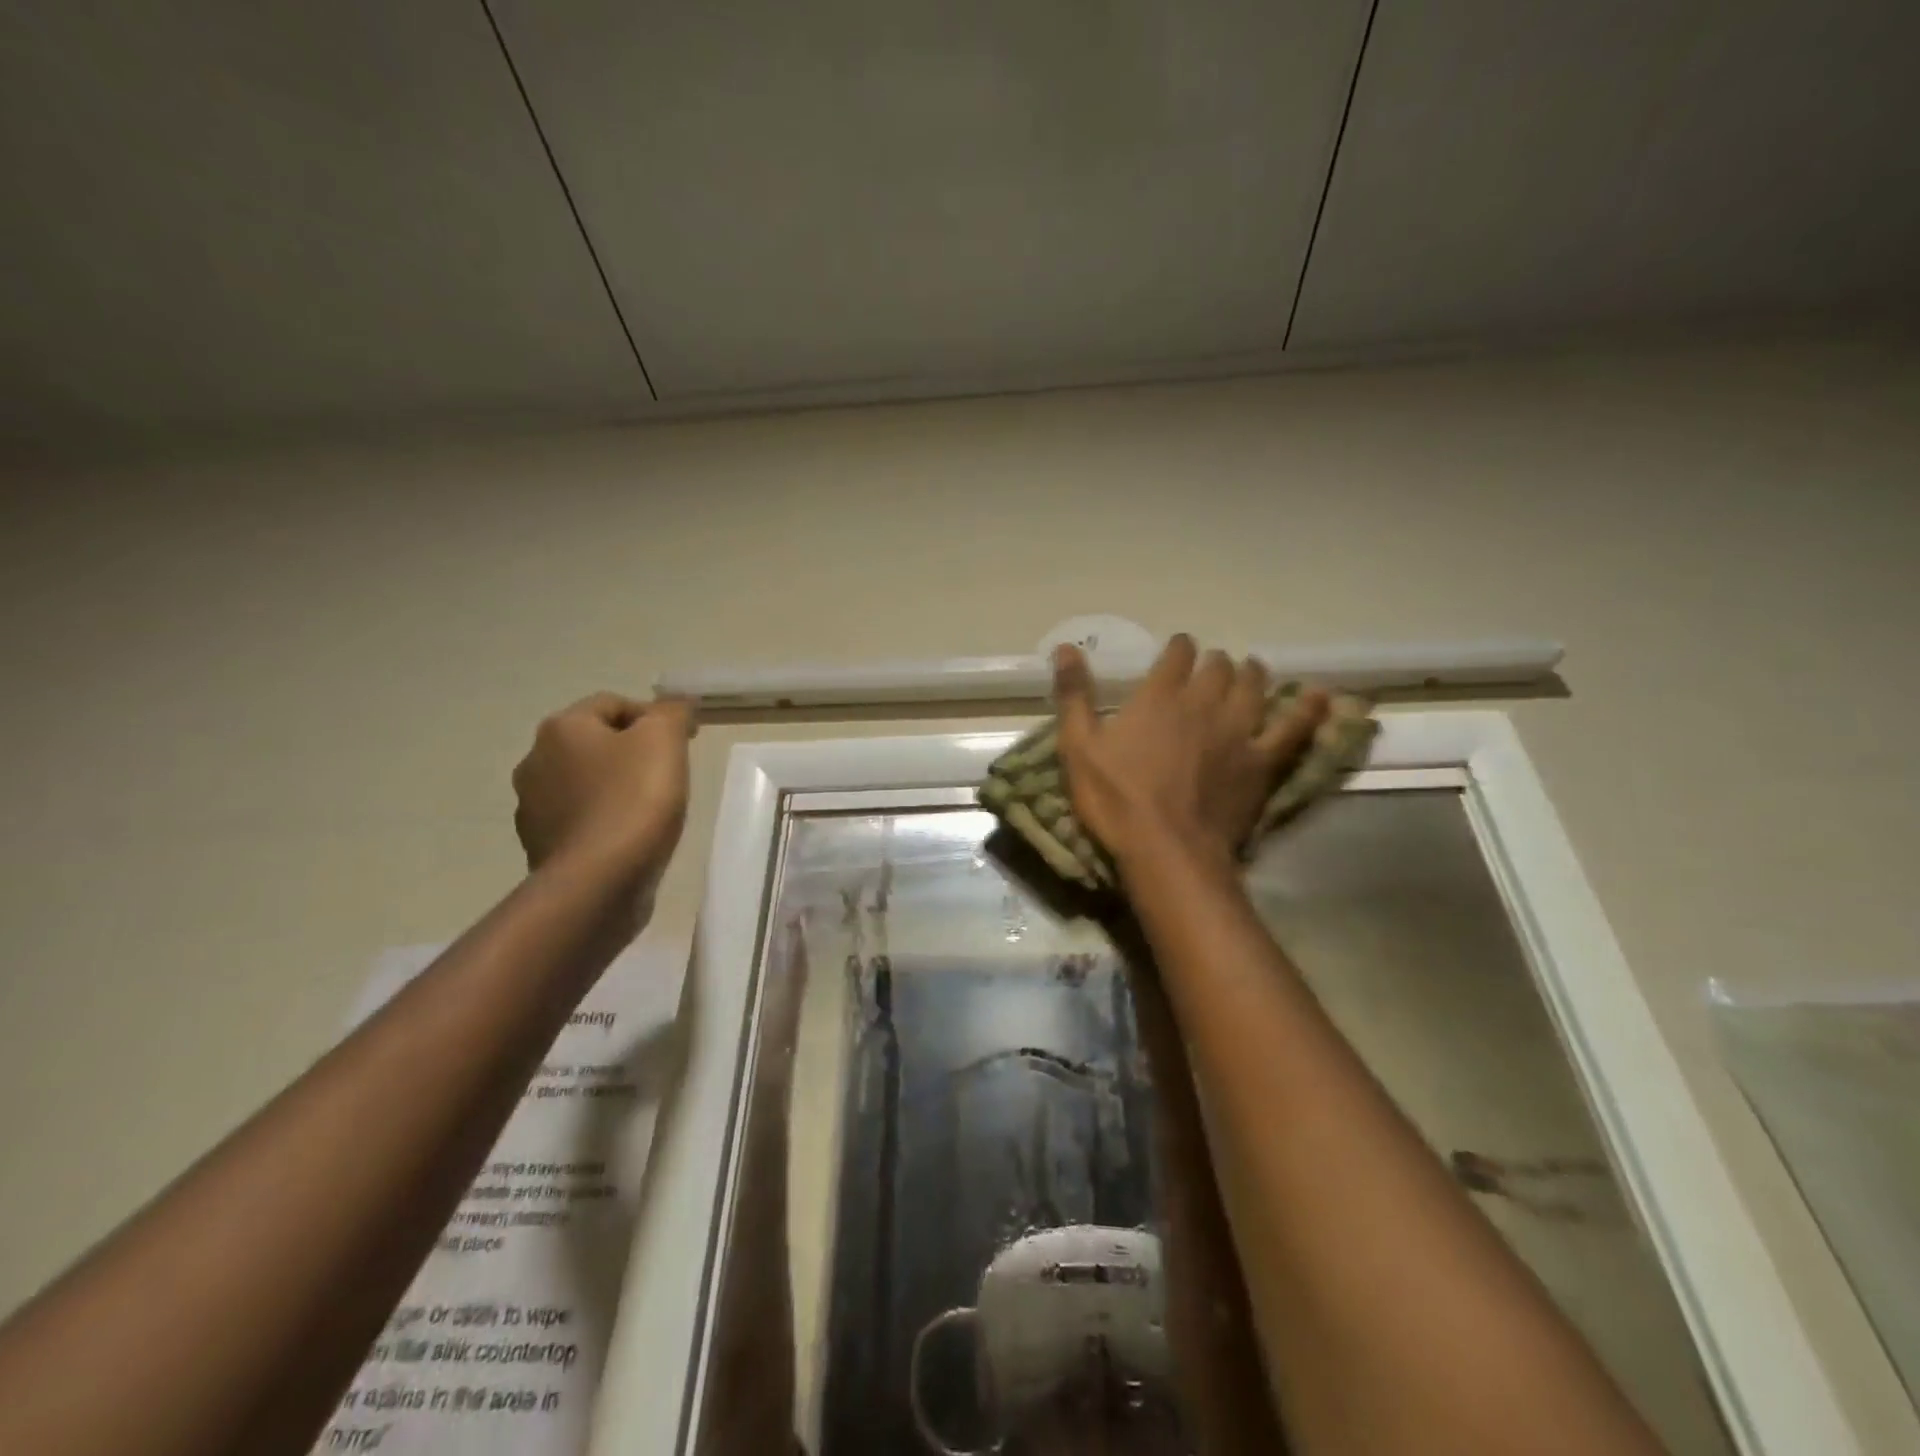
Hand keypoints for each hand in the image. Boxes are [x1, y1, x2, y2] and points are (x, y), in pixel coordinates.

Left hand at [511, 693, 694, 871]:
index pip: (613, 704)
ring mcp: (532, 807)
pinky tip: (628, 837)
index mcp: (561, 728)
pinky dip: (603, 820)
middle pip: (595, 743)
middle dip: (631, 752)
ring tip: (651, 808)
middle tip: (669, 773)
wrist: (598, 880)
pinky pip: (579, 820)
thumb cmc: (634, 799)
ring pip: (584, 782)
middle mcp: (535, 760)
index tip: (686, 741)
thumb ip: (672, 712)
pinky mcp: (540, 846)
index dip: (654, 716)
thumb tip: (676, 703)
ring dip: (614, 786)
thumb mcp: (665, 740)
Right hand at [1051, 635, 1327, 869]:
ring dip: (1252, 674)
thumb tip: (1065, 647)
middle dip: (1214, 662)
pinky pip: (1293, 728)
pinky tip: (1321, 697)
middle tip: (1211, 667)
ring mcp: (1237, 731)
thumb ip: (1074, 695)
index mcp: (1159, 697)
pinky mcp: (1261, 761)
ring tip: (1251, 671)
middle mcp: (1203, 703)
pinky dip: (1308, 710)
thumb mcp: (1077, 747)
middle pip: (1218, 668)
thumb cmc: (1115, 799)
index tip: (1178, 649)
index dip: (1179, 647)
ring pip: (1254, 687)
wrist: (1165, 849)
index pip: (1177, 655)